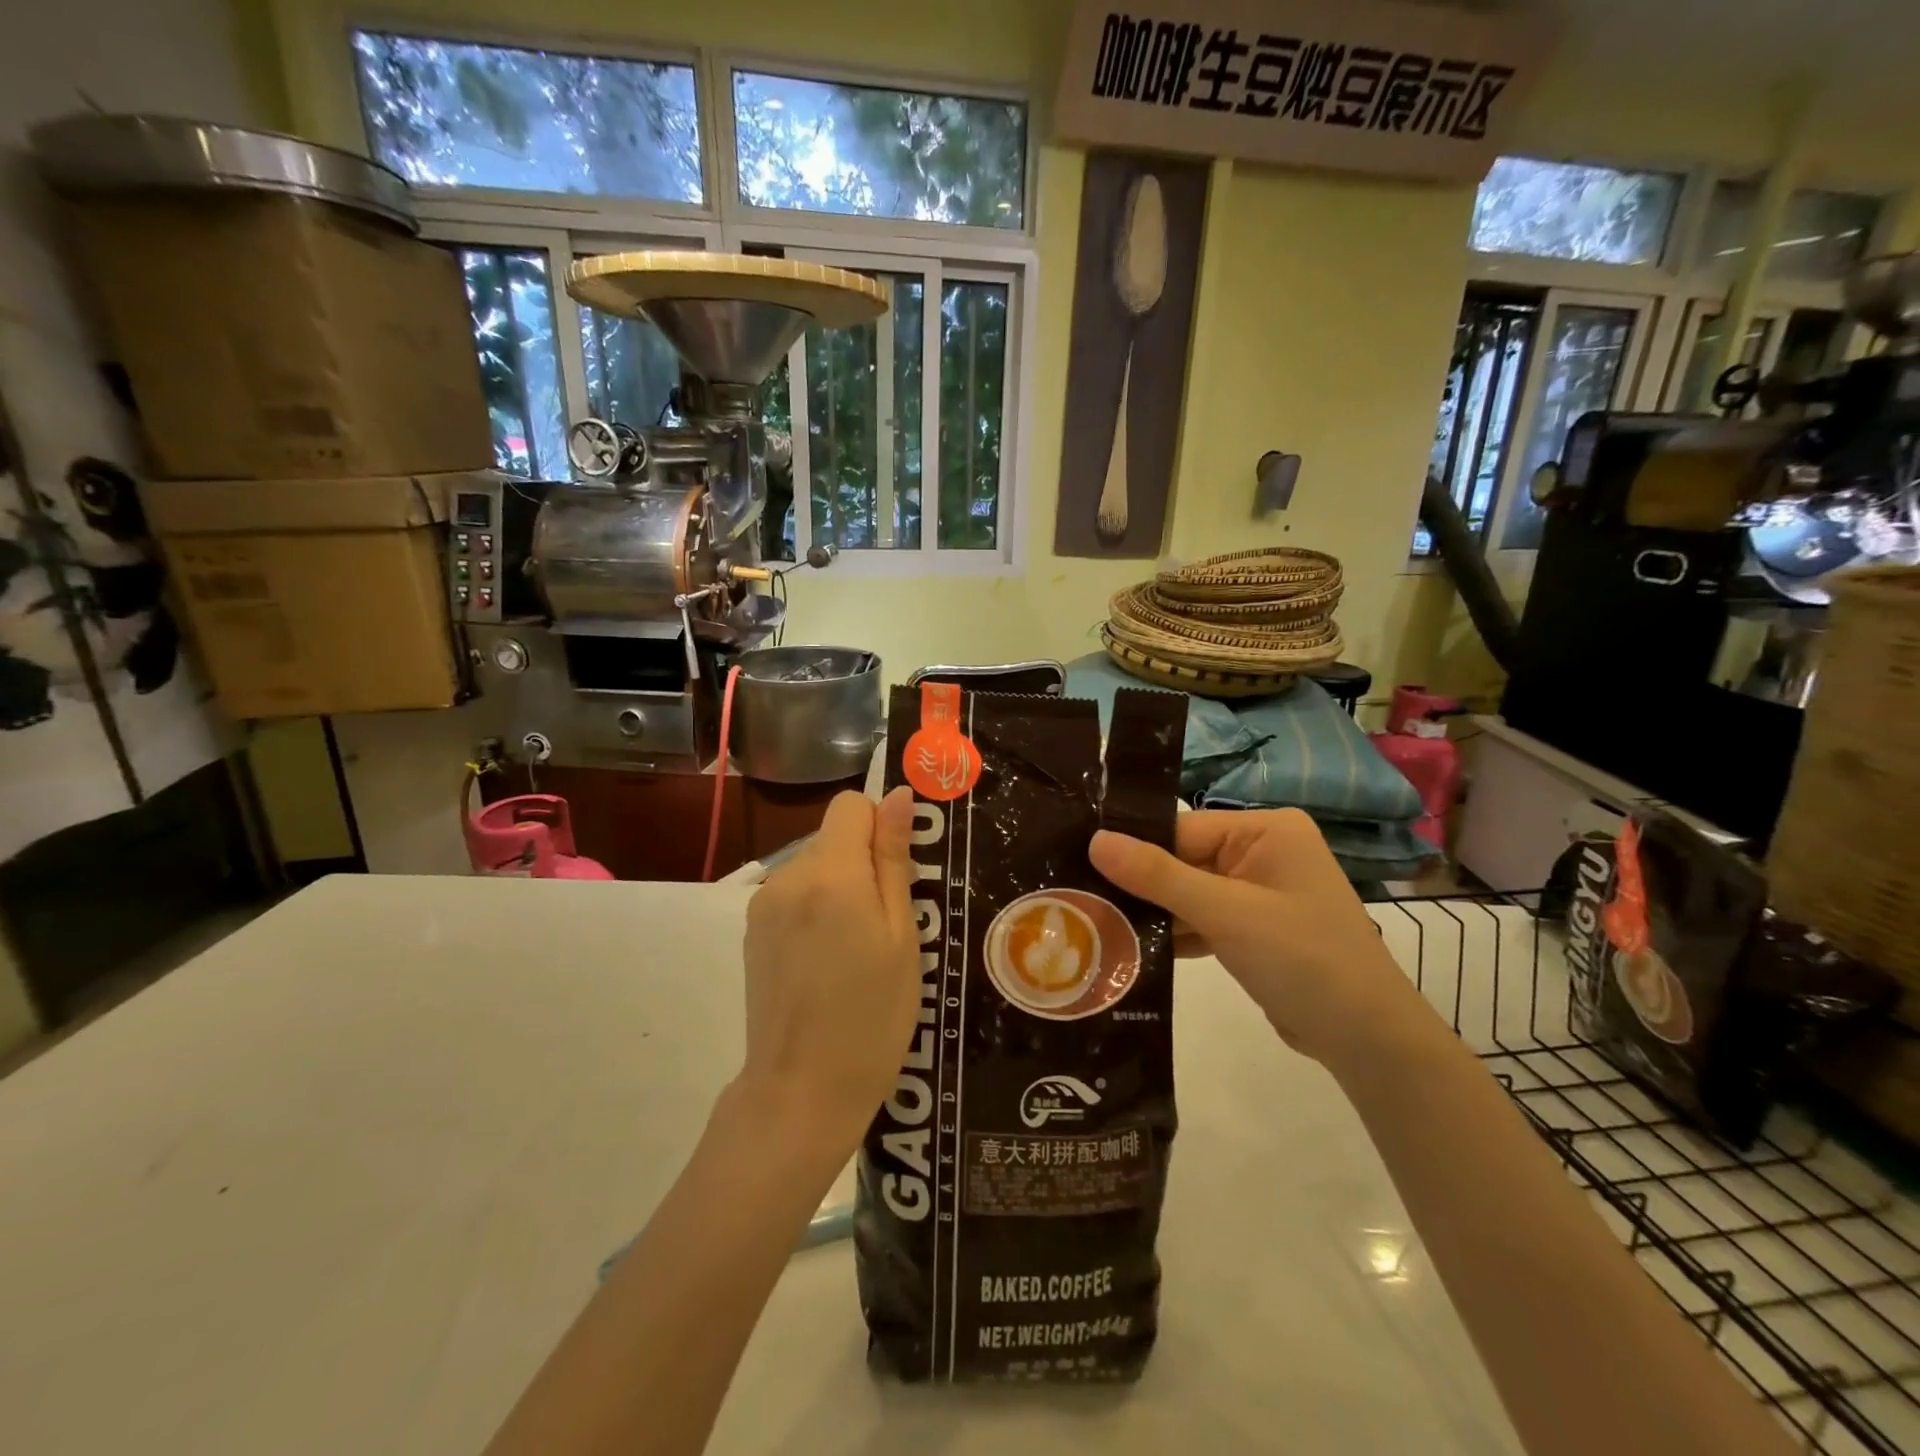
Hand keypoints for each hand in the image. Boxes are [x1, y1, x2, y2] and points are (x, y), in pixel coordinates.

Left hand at [739, 788, 919, 1154]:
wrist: (802, 1090)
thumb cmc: (872, 1014)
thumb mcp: (900, 935)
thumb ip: (893, 859)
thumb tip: (897, 795)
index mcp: (830, 872)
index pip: (851, 805)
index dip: (880, 825)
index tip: (898, 870)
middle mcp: (787, 876)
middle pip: (832, 837)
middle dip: (863, 861)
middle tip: (888, 922)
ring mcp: (763, 905)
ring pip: (814, 867)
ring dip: (839, 887)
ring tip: (857, 949)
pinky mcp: (752, 931)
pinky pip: (793, 896)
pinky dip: (815, 910)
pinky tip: (827, 960)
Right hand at [1089, 808, 1431, 1066]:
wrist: (1367, 1040)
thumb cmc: (1302, 958)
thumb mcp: (1225, 912)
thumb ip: (1158, 875)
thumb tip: (1095, 839)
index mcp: (1265, 830)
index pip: (1182, 828)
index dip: (1136, 849)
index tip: (1079, 866)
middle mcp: (1262, 852)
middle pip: (1183, 859)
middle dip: (1141, 885)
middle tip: (1080, 898)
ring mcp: (1258, 892)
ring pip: (1188, 892)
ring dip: (1154, 912)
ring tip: (1096, 923)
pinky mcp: (1253, 928)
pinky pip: (1202, 919)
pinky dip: (1175, 933)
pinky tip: (1131, 947)